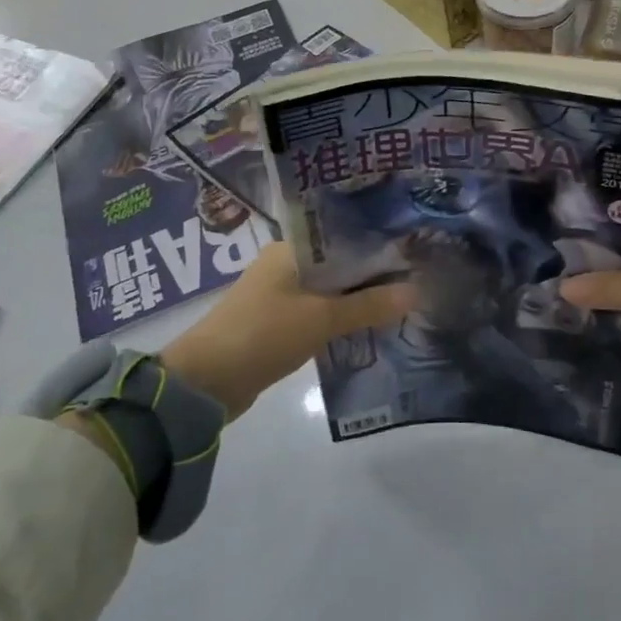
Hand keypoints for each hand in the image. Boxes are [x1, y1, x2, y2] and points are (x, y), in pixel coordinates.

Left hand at [158, 244, 414, 418]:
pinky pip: (319, 312)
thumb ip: (369, 306)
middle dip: (373, 274)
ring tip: (401, 301)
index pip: (344, 235)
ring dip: (358, 298)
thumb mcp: (321, 319)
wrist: (203, 384)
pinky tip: (369, 325)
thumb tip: (416, 291)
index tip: (414, 250)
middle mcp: (285, 263)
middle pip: (339, 263)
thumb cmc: (262, 335)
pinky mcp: (277, 322)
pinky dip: (341, 317)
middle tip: (417, 277)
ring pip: (331, 289)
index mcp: (290, 248)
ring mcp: (279, 294)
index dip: (378, 243)